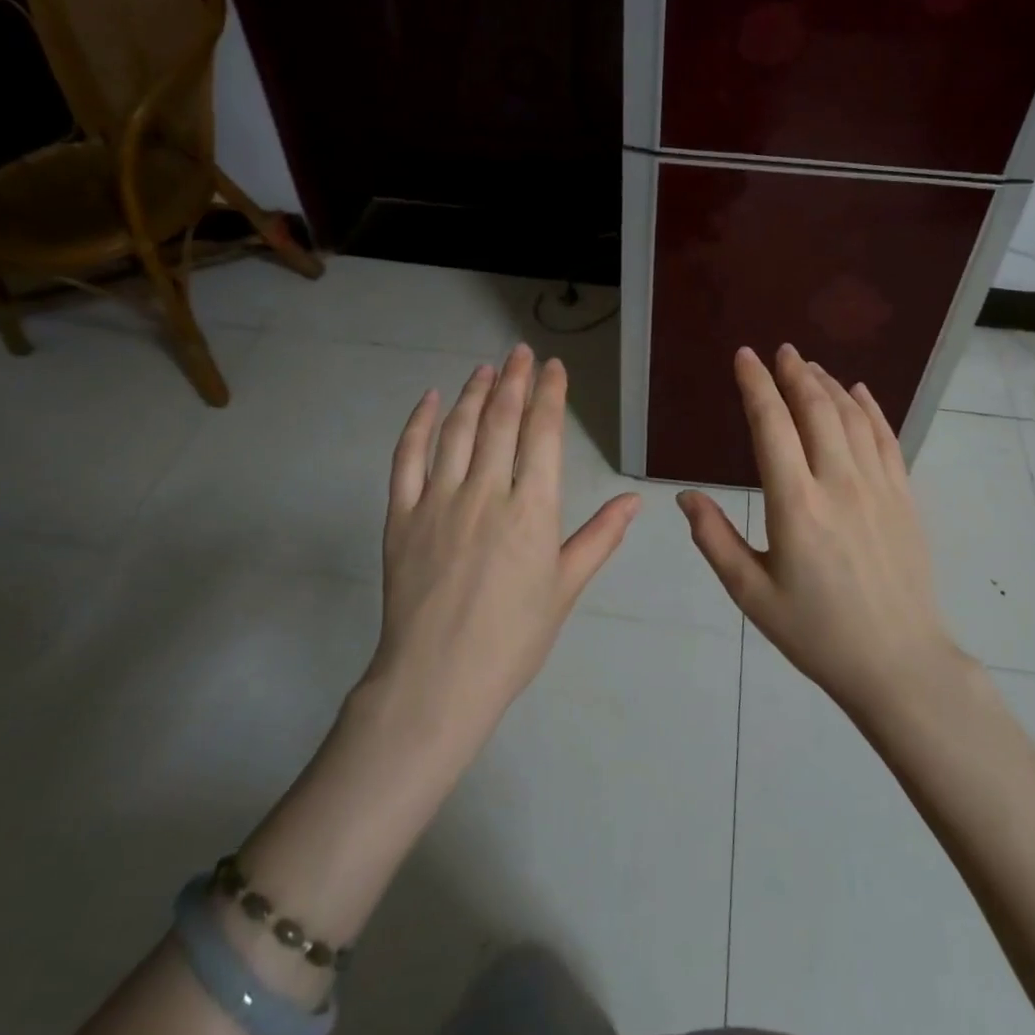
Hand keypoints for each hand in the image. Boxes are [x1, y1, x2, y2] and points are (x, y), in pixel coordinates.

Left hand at [364, 343, 641, 760]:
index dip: (549, 395)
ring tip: (486, 367)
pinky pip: (407, 458)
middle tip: (521, 352)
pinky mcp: (401, 516)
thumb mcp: (565, 589)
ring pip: (458, 431)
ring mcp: (438, 501)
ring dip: (474, 393)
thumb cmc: (513, 639)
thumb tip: (634, 500)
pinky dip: (419, 424)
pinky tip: (431, 400)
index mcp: (532, 510)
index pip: (543, 434)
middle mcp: (486, 493)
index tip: (553, 368)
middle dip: (514, 381)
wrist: (437, 681)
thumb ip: (599, 538)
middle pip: (501, 421)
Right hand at [678, 344, 963, 718]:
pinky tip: (858, 392)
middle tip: (780, 351)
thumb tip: (686, 496)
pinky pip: (887, 438)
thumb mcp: (752, 594)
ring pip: (852, 417)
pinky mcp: (904, 497)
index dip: (756, 386)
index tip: (745, 357)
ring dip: (828, 385)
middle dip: (794, 374)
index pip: (771, 427)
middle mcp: (839, 484)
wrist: (898, 663)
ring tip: (809, 367)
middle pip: (816, 409)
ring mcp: (878, 487)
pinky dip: (870, 408)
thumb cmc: (817, 633)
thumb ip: (714, 540)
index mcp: (795, 506)